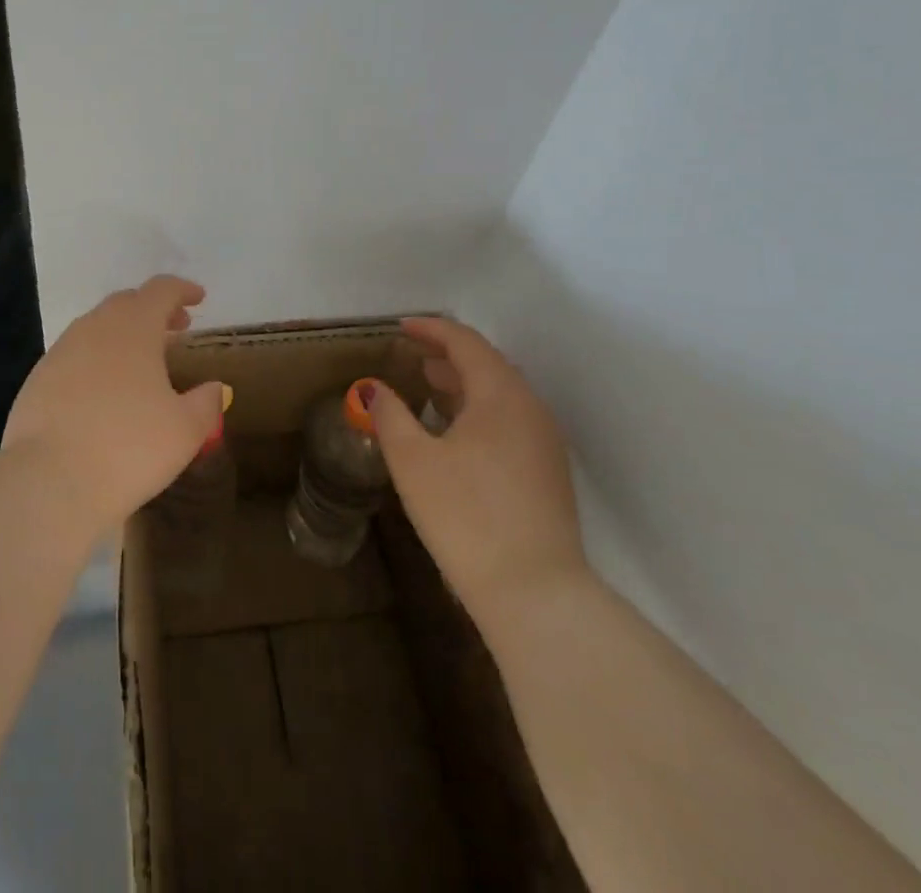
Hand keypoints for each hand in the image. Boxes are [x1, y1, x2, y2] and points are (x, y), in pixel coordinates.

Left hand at [1, 276, 225, 533]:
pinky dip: (97, 359)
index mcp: (134, 326)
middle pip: (127, 302)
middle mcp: (95, 327)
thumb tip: (214, 388)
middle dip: (153, 310)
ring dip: (123, 333)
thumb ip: (206, 403)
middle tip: (175, 329)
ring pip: (97, 327)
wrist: (48, 480)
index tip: (198, 299)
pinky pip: (75, 354)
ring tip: (142, 361)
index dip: (182, 290)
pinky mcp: (38, 378)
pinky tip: (105, 390)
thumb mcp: (185, 430)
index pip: (161, 290)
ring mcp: (61, 351)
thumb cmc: (129, 447)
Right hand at [367, 317, 588, 622]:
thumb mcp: (413, 461)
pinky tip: (456, 431)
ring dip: (464, 383)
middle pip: (488, 364)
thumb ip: (390, 415)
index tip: (400, 327)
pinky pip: (510, 419)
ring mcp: (545, 442)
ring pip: (501, 394)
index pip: (466, 343)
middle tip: (412, 354)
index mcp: (501, 394)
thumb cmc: (466, 515)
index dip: (431, 329)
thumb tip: (373, 389)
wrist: (535, 593)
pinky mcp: (548, 472)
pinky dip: (479, 409)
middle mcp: (530, 408)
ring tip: (430, 385)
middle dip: (448, 354)